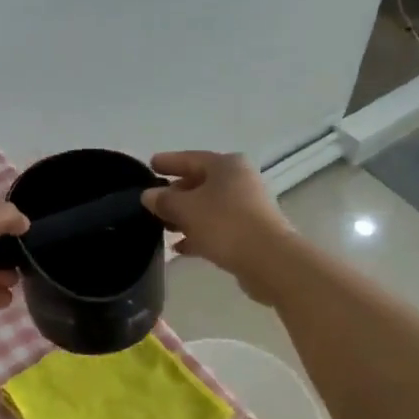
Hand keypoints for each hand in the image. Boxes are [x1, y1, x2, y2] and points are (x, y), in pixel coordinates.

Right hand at [141, 152, 294, 299]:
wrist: (269, 261)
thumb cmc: (225, 224)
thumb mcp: (186, 209)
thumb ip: (164, 200)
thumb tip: (148, 195)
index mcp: (226, 165)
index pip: (190, 158)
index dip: (168, 162)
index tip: (150, 165)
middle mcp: (240, 180)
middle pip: (201, 182)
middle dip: (176, 193)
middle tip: (153, 201)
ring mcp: (248, 207)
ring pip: (209, 206)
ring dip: (186, 216)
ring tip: (163, 226)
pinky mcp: (251, 232)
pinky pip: (218, 227)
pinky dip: (199, 233)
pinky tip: (181, 247)